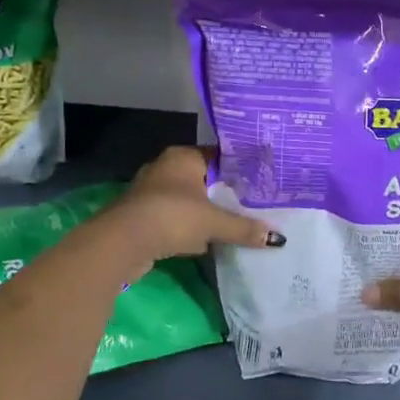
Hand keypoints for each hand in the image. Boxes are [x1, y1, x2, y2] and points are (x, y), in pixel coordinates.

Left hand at [108, 145, 282, 263]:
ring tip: (234, 223)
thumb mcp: (212, 222)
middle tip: (253, 204)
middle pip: (204, 178)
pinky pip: (175, 217)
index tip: (261, 182)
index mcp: (183, 156)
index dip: (239, 169)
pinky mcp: (144, 215)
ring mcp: (152, 191)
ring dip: (205, 212)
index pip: (218, 156)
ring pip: (189, 199)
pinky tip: (206, 240)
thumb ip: (243, 228)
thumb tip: (277, 238)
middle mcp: (166, 167)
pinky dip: (189, 227)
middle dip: (224, 193)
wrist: (122, 243)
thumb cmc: (171, 217)